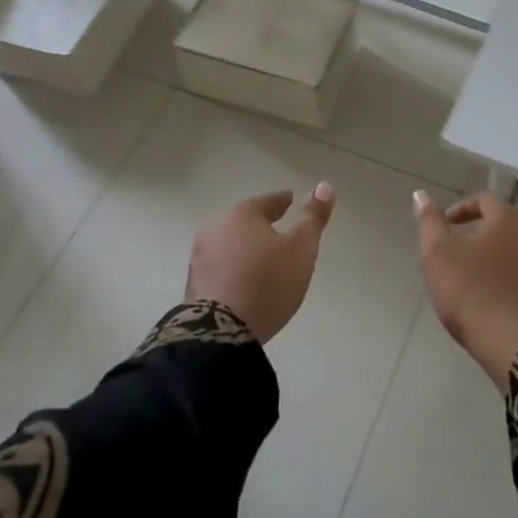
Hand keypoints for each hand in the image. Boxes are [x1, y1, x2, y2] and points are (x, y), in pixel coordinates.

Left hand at [187, 186, 334, 341]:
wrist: (220, 332)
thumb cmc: (267, 282)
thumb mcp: (301, 248)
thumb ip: (313, 218)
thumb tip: (324, 185)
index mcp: (242, 215)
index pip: (267, 202)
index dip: (281, 201)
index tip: (290, 199)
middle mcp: (215, 229)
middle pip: (243, 221)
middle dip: (259, 224)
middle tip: (275, 228)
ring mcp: (199, 258)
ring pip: (228, 244)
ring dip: (243, 248)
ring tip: (260, 258)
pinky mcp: (193, 285)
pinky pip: (219, 268)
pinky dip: (232, 268)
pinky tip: (241, 280)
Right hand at [413, 190, 517, 391]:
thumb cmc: (475, 293)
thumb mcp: (439, 256)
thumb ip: (430, 224)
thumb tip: (420, 194)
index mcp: (507, 222)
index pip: (485, 200)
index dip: (462, 208)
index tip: (445, 224)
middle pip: (502, 227)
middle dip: (477, 236)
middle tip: (453, 255)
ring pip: (512, 256)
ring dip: (490, 262)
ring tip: (467, 284)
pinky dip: (503, 285)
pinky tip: (488, 307)